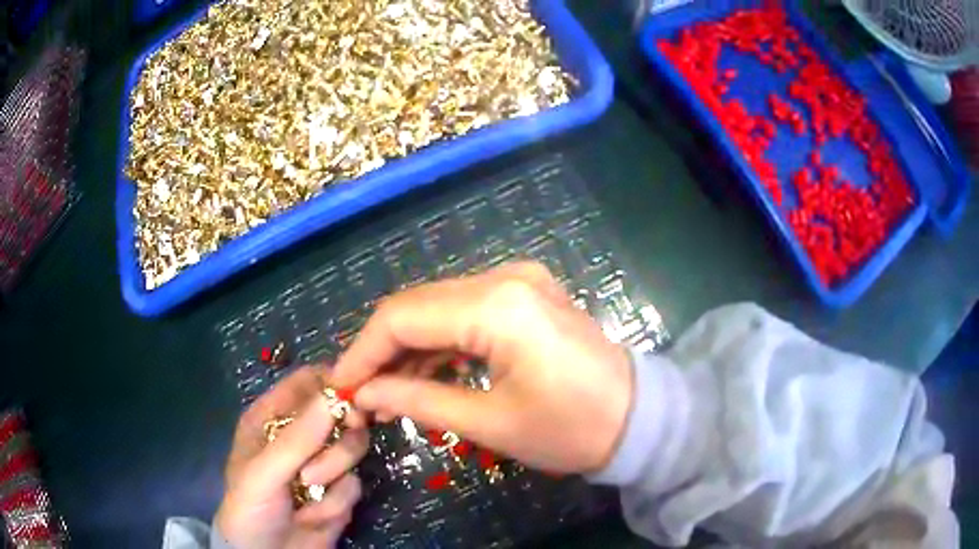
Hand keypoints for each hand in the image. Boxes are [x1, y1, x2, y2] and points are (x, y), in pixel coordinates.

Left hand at [216, 366, 368, 548]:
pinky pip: (355, 485)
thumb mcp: (264, 472)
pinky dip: (337, 503)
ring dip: (333, 475)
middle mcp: (299, 436)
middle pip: (340, 415)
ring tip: (308, 492)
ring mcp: (321, 465)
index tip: (355, 399)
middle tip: (324, 460)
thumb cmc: (250, 507)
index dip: (334, 385)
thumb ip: (298, 439)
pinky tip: (313, 516)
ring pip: (352, 451)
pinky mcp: (339, 493)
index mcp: (271, 417)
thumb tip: (336, 396)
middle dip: (337, 442)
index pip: (308, 383)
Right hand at [332, 262, 632, 473]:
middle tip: (360, 393)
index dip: (363, 352)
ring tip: (387, 391)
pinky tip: (423, 372)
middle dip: (381, 349)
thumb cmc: (571, 429)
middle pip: (417, 305)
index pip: (402, 317)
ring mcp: (518, 280)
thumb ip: (418, 402)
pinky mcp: (525, 293)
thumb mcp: (490, 424)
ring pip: (438, 306)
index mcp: (498, 306)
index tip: (341, 386)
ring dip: (408, 346)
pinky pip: (464, 310)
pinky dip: (439, 340)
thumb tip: (364, 395)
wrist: (638, 417)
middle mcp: (505, 277)